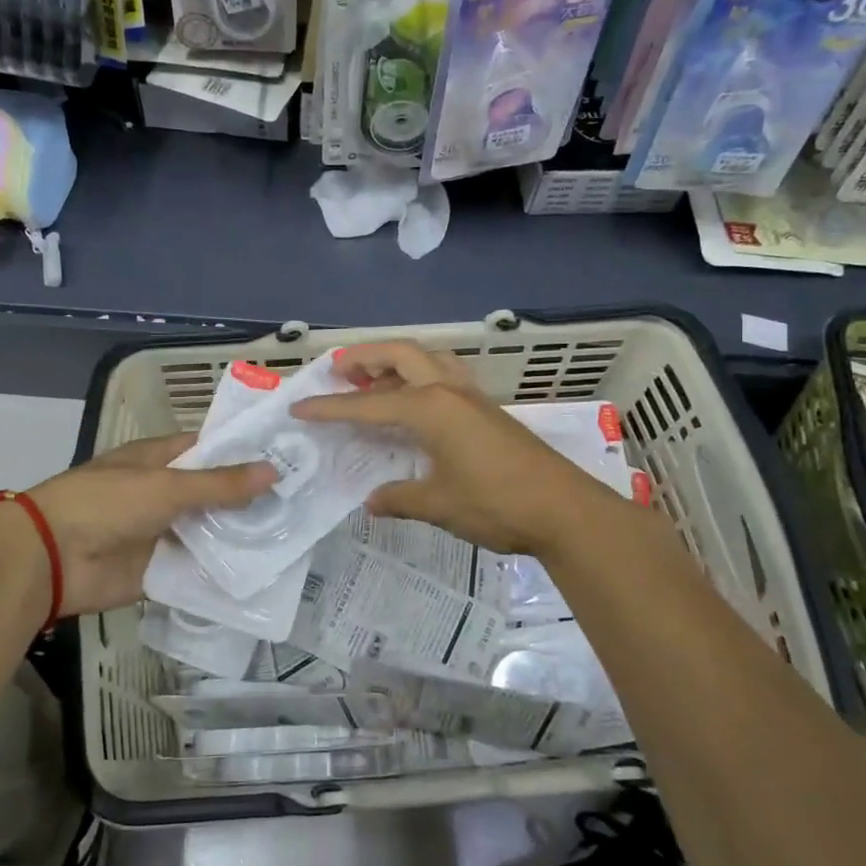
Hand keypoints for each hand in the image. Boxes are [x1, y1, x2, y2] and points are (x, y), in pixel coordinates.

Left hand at [8, 434, 274, 616]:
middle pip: (213, 493)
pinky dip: (222, 570)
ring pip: (208, 531)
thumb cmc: (107, 503)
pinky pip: (197, 568)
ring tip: (292, 536)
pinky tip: (261, 572)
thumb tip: (274, 470)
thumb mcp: (167, 486)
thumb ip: (220, 483)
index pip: (209, 449)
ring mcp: (161, 532)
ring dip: (239, 535)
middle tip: (301, 502)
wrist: (52, 558)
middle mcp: (163, 492)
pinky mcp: (159, 569)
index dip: (244, 451)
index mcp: (159, 460)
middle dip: (250, 498)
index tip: (287, 456)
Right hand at [294, 340, 620, 554]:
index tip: (300, 407)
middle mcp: (450, 391)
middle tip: (337, 370)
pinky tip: (416, 402)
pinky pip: (446, 376)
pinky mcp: (488, 410)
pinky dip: (420, 377)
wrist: (565, 510)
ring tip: (373, 379)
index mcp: (431, 408)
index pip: (368, 406)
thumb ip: (400, 498)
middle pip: (401, 354)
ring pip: (428, 359)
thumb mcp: (439, 505)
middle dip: (365, 357)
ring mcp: (473, 397)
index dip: (331, 408)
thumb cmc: (497, 504)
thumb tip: (372, 500)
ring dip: (396, 361)